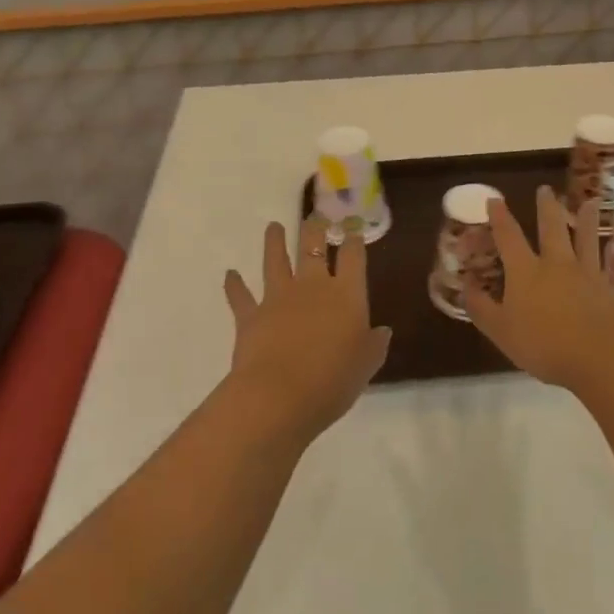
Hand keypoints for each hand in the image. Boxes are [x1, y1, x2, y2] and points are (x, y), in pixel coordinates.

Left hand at [223, 217, 391, 445]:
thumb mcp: (366, 366)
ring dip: (274, 242)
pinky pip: (240, 295)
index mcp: (346, 294)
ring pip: (275, 260)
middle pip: (313, 247)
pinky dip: (234, 284)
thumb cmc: (332, 381)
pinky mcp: (250, 314)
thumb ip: (374, 345)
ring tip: (273, 226)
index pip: (353, 257)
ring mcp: (278, 297)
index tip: (353, 230)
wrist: (279, 396)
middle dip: (314, 229)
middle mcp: (312, 286)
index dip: (354, 241)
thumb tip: (382, 331)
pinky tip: (230, 274)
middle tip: (314, 217)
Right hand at [464, 185, 613, 388]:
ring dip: (588, 221)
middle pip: (552, 229)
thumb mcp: (500, 331)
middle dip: (547, 207)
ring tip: (591, 202)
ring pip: (588, 241)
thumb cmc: (544, 345)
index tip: (494, 199)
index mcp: (526, 271)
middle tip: (547, 189)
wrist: (600, 358)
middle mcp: (558, 265)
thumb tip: (465, 285)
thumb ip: (481, 307)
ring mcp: (589, 276)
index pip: (509, 237)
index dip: (500, 217)